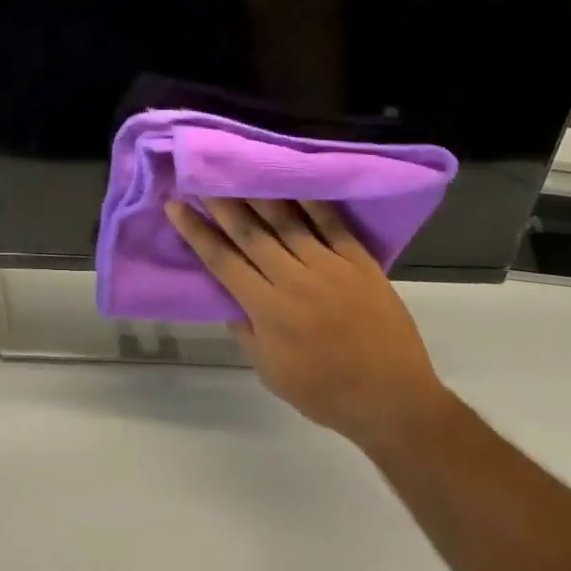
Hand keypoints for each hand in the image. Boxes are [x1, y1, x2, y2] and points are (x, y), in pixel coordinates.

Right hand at [166, 198, 451, 454]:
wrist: (394, 399)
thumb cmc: (326, 393)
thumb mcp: (271, 371)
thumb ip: (246, 330)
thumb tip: (228, 295)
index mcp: (268, 310)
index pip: (221, 260)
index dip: (196, 231)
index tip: (176, 205)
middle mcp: (293, 280)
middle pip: (250, 232)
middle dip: (221, 202)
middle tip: (201, 175)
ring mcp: (329, 266)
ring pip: (286, 221)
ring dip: (258, 194)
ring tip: (239, 171)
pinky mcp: (359, 261)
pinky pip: (331, 223)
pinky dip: (311, 201)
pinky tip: (294, 181)